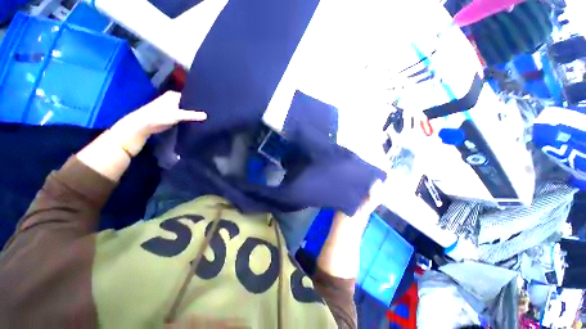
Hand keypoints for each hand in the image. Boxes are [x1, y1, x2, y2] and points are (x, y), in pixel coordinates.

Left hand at [109, 91, 206, 155]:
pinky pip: (184, 115)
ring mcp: (173, 108)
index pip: (191, 96)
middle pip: (189, 103)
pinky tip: (198, 121)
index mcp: (174, 95)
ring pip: (187, 110)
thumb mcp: (177, 115)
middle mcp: (174, 99)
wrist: (144, 125)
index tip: (210, 105)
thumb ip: (192, 115)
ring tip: (207, 116)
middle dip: (198, 108)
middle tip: (210, 112)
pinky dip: (190, 118)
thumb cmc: (158, 116)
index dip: (199, 101)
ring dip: (194, 114)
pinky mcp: (173, 115)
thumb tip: (207, 115)